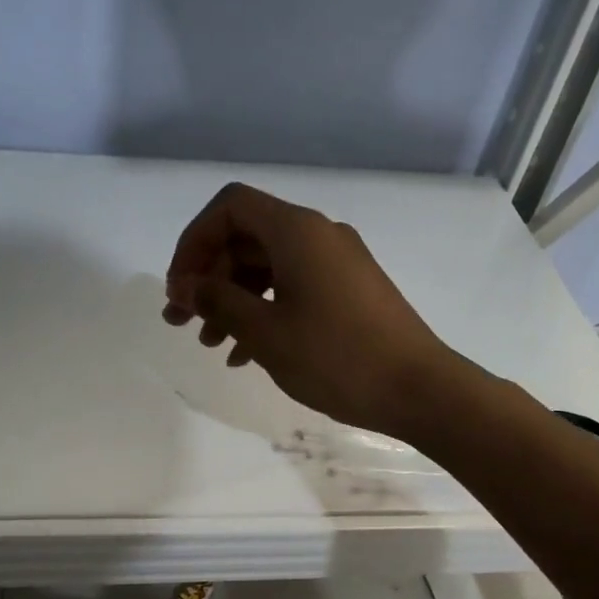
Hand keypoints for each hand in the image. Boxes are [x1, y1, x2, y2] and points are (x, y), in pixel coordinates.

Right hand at [163, 182, 464, 439]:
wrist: (418, 390)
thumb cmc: (336, 358)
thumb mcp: (266, 333)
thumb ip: (218, 302)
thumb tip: (184, 286)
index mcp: (297, 231)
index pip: (230, 207)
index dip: (194, 241)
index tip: (179, 287)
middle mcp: (318, 235)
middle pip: (247, 238)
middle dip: (209, 277)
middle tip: (181, 322)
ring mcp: (338, 263)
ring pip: (269, 267)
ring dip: (233, 299)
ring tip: (211, 345)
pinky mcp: (350, 291)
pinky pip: (294, 287)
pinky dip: (265, 311)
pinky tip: (246, 355)